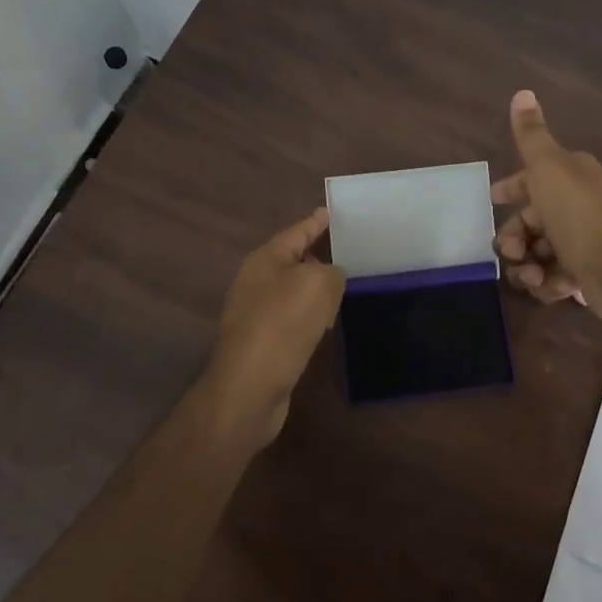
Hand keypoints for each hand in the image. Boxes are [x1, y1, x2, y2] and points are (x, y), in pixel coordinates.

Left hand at [204, 207, 346, 441]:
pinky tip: (328, 321)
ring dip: (318, 287)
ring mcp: (258, 313)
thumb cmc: (281, 327)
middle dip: (320, 253)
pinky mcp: (265, 342)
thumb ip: (332, 272)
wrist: (248, 390)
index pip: (298, 231)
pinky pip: (295, 317)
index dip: (317, 221)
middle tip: (352, 248)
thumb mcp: (316, 286)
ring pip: (296, 290)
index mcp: (266, 259)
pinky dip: (312, 315)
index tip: (333, 211)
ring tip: (347, 283)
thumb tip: (331, 279)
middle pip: (295, 259)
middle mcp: (258, 281)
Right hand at [491, 90, 601, 323]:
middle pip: (530, 220)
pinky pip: (552, 278)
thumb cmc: (580, 214)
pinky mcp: (585, 274)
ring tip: (531, 273)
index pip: (532, 179)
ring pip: (537, 252)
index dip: (511, 189)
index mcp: (570, 176)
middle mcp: (577, 205)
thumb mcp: (548, 167)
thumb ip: (531, 134)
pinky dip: (546, 283)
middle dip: (514, 236)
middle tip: (511, 251)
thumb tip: (522, 91)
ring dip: (526, 264)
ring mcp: (582, 242)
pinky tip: (549, 285)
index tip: (493, 200)